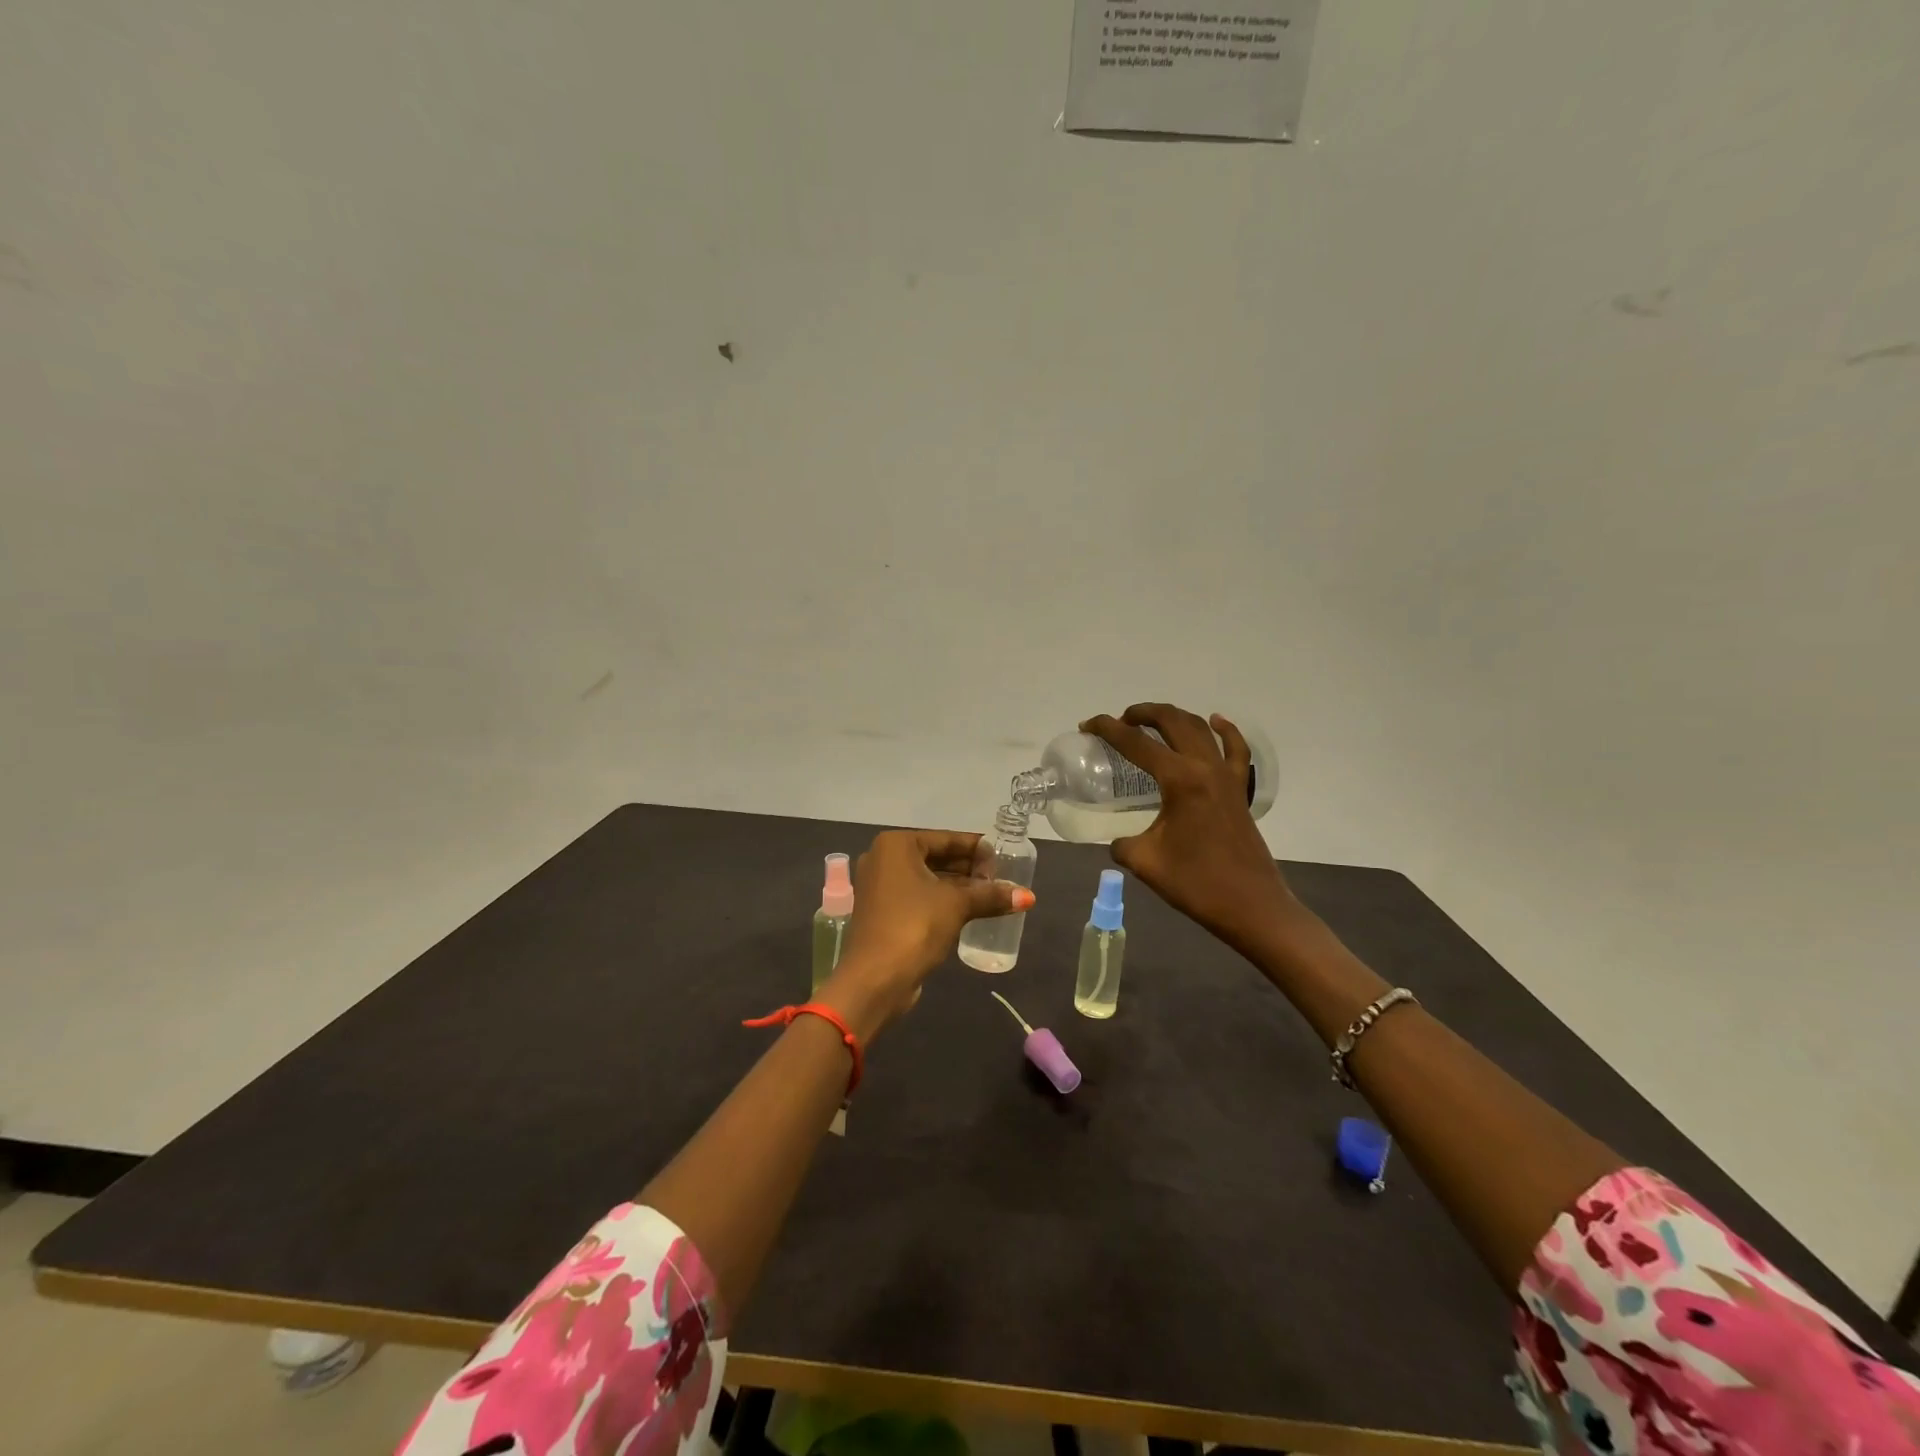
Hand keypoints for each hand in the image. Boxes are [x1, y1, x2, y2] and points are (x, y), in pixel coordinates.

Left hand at [818, 829, 1034, 1039]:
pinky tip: (969, 910)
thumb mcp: (957, 905)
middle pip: (936, 857)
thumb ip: (990, 895)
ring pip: (928, 879)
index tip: (1003, 858)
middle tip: (999, 879)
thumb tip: (1028, 896)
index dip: (977, 849)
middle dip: (969, 869)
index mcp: (896, 845)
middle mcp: (883, 859)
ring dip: (958, 887)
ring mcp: (879, 887)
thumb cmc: (915, 926)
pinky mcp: (882, 912)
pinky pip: (918, 897)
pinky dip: (942, 901)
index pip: (946, 839)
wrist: (875, 979)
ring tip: (991, 896)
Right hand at [1081, 704, 1295, 954]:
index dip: (1107, 729)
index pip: (1135, 743)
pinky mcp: (1239, 790)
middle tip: (1119, 720)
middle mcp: (1205, 768)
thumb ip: (1123, 843)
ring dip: (1174, 717)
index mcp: (1179, 780)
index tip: (1086, 726)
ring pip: (1201, 729)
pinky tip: (1215, 721)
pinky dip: (1225, 731)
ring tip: (1152, 720)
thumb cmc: (1196, 883)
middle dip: (1143, 713)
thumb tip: (1119, 839)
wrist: (1251, 906)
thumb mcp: (1144, 862)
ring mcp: (1227, 777)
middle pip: (1172, 722)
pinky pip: (1236, 749)